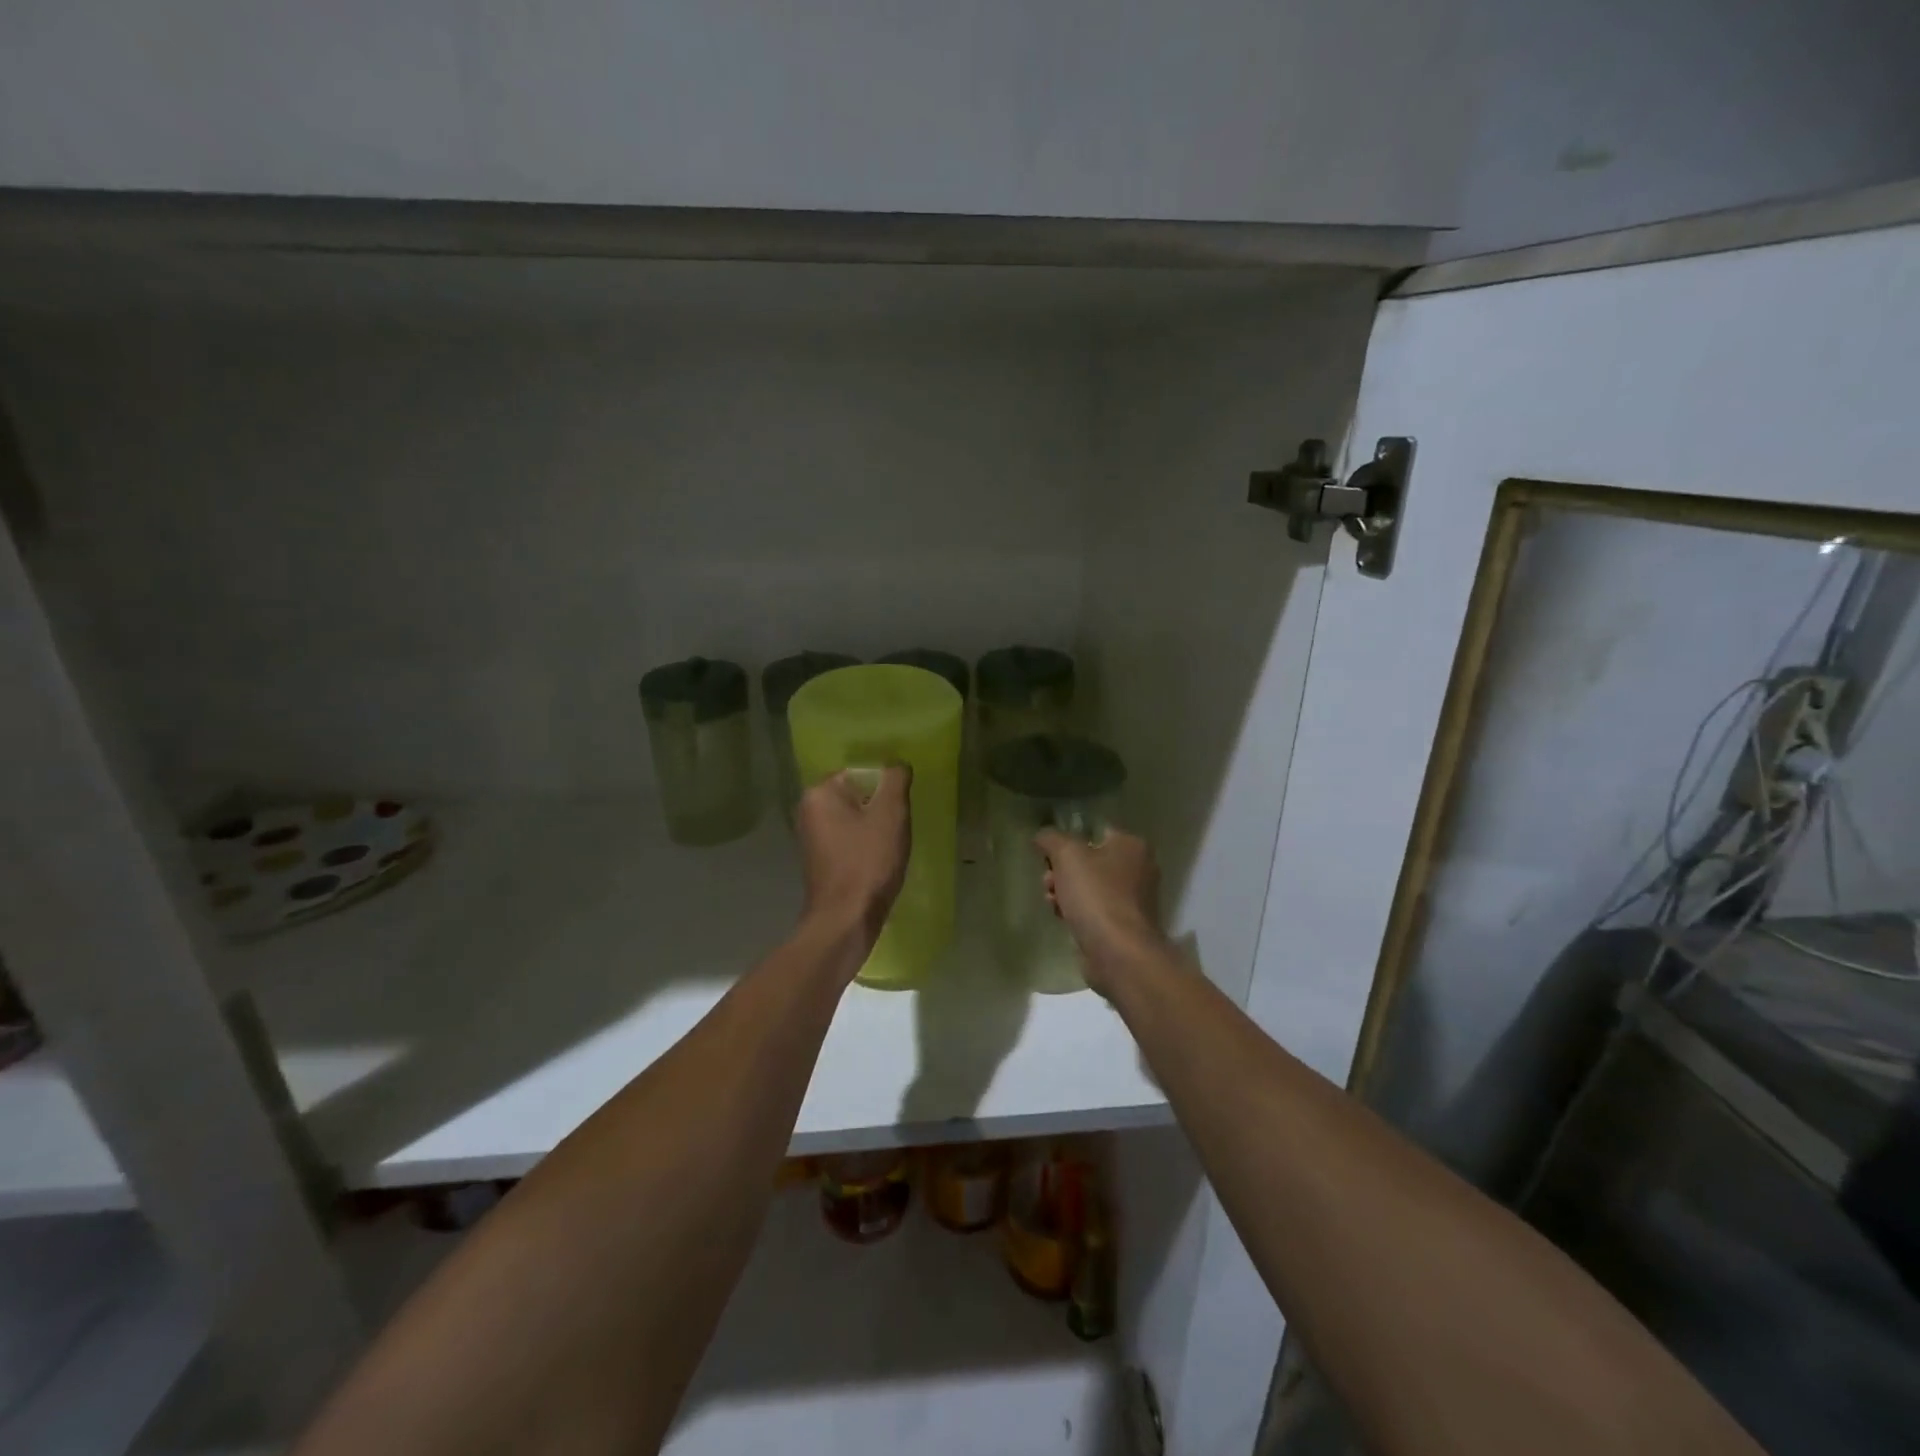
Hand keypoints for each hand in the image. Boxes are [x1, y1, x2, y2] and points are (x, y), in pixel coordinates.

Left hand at [796, 766, 912, 952]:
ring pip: (855, 819)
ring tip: (891, 846)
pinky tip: (879, 862)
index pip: (861, 772)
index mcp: (820, 793)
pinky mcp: (820, 860)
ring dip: (876, 828)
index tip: (901, 808)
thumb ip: (896, 780)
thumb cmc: (868, 862)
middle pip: (858, 795)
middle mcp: (808, 810)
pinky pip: (849, 840)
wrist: (846, 920)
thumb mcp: (891, 814)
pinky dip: (865, 846)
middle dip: (881, 808)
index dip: (886, 787)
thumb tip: (897, 765)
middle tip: (899, 827)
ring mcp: (812, 837)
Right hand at [1034, 827, 1166, 995]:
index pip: (1094, 832)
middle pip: (1089, 861)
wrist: (1119, 953)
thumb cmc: (1096, 895)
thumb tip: (1042, 835)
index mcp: (1132, 845)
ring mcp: (1133, 900)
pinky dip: (1076, 911)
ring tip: (1051, 901)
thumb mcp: (1067, 855)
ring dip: (1064, 891)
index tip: (1047, 854)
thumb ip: (1051, 839)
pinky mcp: (1123, 925)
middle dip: (1061, 870)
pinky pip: (1093, 909)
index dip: (1067, 840)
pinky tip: (1061, 917)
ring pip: (1089, 886)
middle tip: (1048, 880)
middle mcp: (1138, 869)